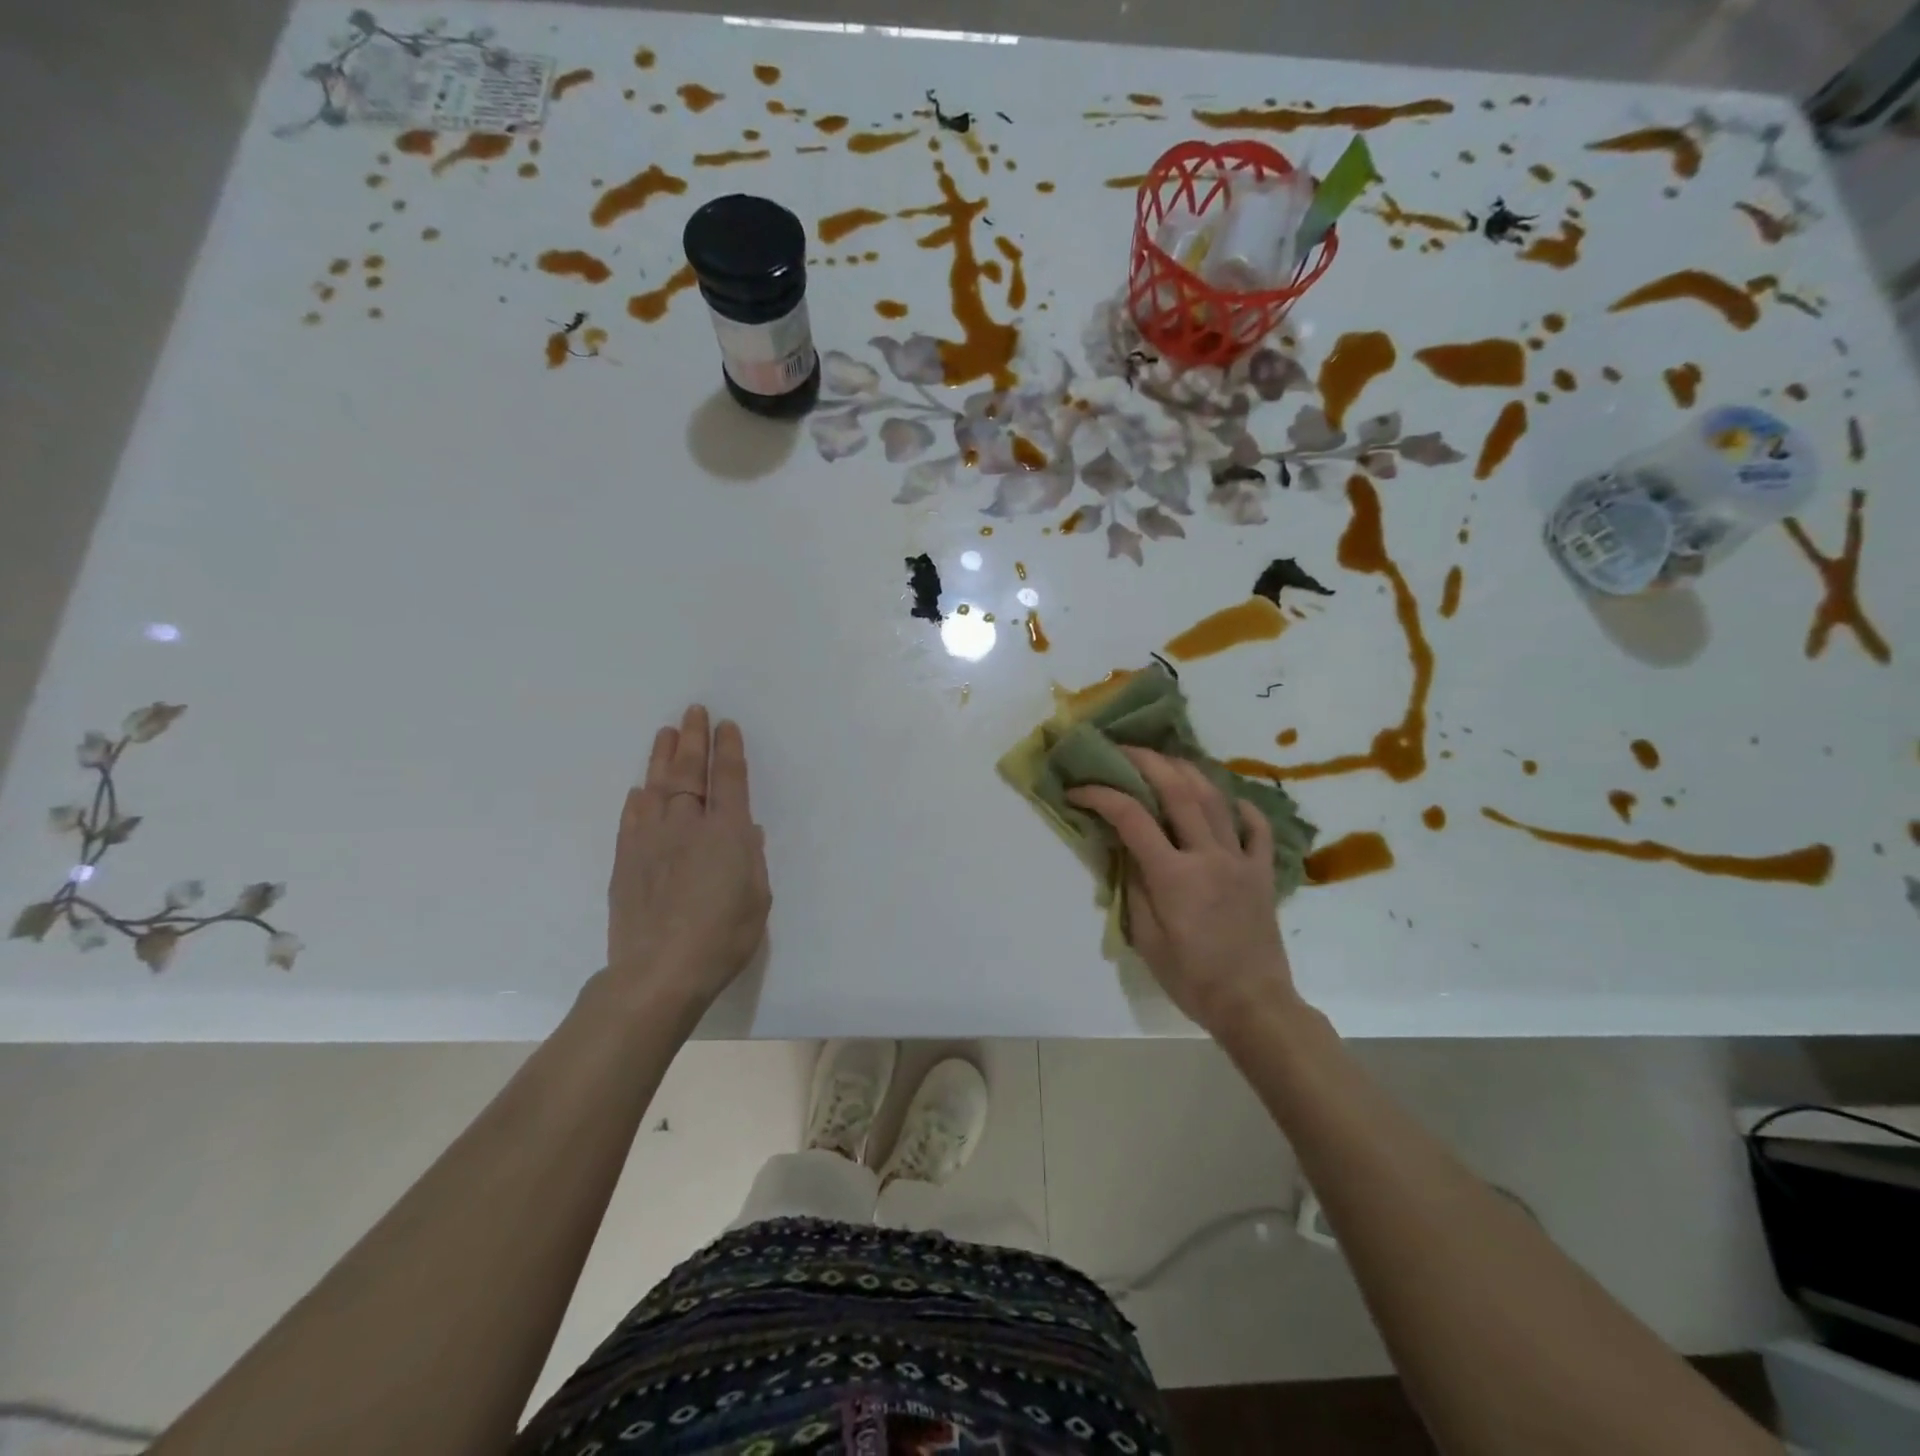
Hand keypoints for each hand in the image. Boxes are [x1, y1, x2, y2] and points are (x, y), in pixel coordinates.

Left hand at [606, 705, 770, 1014]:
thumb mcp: (757, 899)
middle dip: (693, 740)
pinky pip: (632, 819)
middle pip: (690, 773)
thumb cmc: (722, 938)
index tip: (726, 726)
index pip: (729, 780)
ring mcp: (651, 842)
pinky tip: (640, 789)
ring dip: (662, 758)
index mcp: (727, 834)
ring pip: (656, 788)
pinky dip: (637, 800)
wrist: (658, 973)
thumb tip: (745, 830)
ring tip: (666, 732)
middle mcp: (687, 827)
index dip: (728, 750)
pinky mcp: (626, 862)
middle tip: (694, 712)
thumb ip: (751, 860)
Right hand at [1068, 748, 1297, 1031]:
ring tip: (1167, 759)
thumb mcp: (1146, 938)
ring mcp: (1240, 860)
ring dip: (1188, 771)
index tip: (1077, 789)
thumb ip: (1133, 885)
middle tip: (1123, 749)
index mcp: (1173, 874)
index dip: (1100, 795)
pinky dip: (1241, 807)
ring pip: (1215, 798)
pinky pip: (1257, 828)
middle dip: (1146, 761)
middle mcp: (1208, 855)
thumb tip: (1125, 849)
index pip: (1130, 817)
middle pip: (1177, 790)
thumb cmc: (1191, 978)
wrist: (1253, 1004)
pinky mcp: (1262, 871)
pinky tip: (1227, 800)